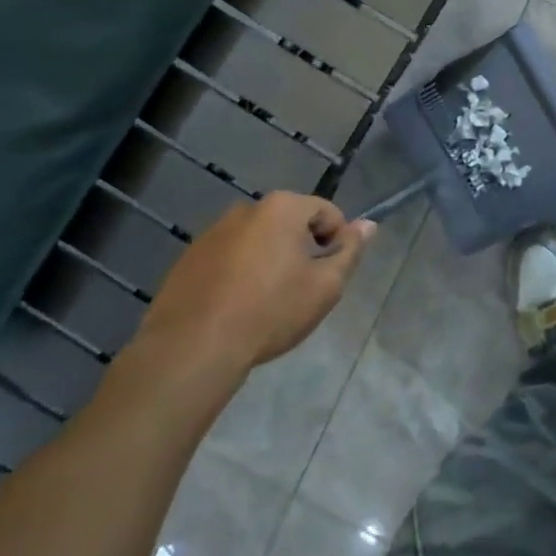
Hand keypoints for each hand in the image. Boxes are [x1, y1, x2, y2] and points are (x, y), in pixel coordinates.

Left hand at [119, 193, 375, 409]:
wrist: (193, 348)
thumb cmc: (270, 311)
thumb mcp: (326, 286)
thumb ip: (350, 250)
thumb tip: (368, 225)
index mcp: (282, 208)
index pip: (326, 211)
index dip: (337, 241)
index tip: (330, 275)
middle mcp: (246, 209)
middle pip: (290, 223)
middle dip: (302, 249)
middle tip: (302, 290)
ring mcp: (212, 233)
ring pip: (257, 240)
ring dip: (269, 261)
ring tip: (267, 303)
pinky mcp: (188, 259)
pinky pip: (228, 258)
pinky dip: (239, 274)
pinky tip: (236, 308)